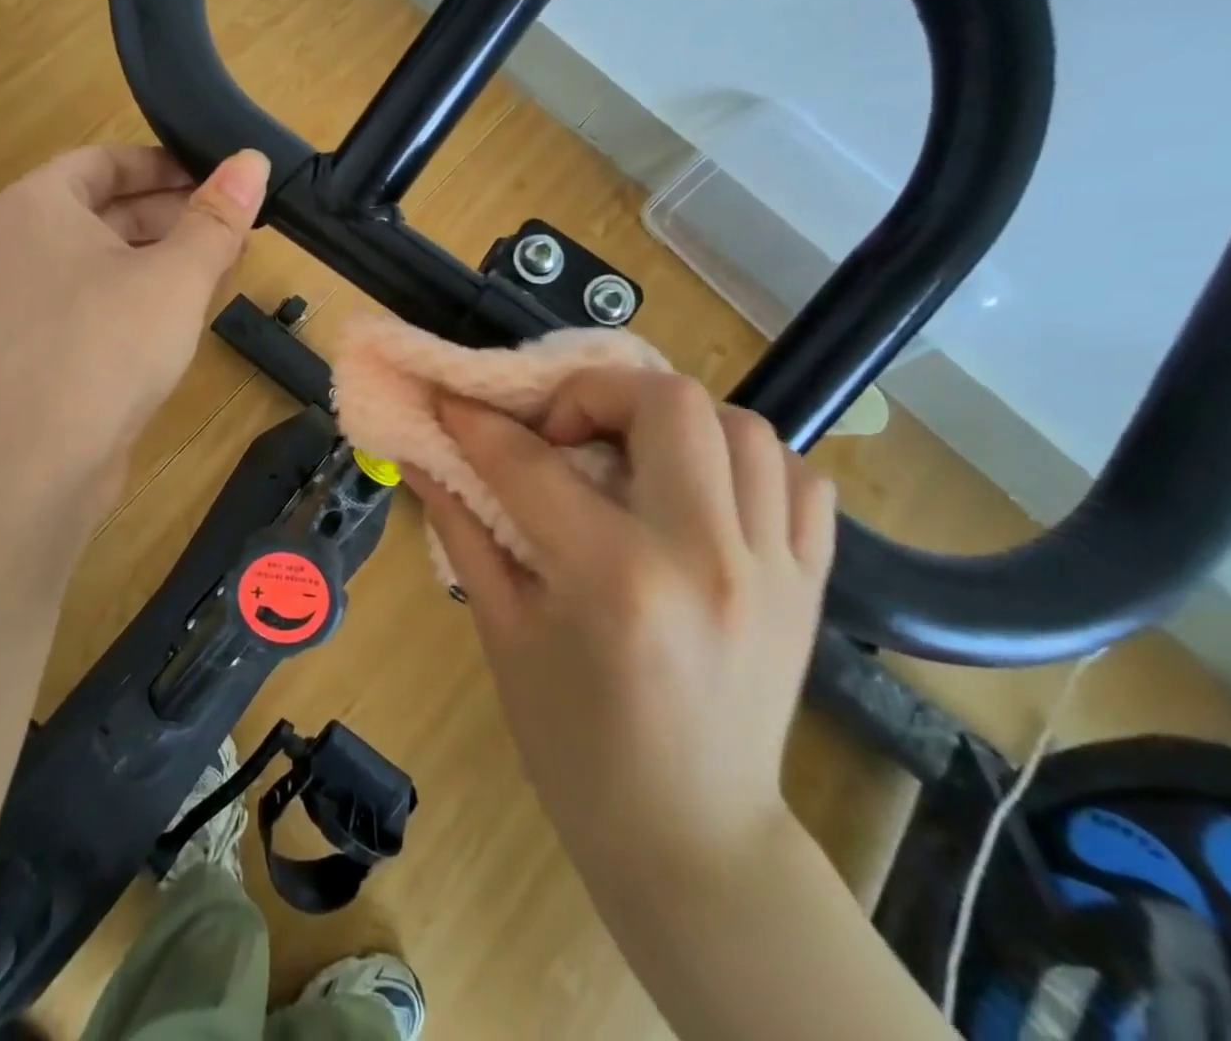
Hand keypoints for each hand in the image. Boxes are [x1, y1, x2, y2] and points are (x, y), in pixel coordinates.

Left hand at [0, 144, 268, 525]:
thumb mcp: (175, 275)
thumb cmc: (105, 346)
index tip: (223, 178)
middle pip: (112, 208)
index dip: (168, 163)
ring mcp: (36, 299)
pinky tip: (193, 311)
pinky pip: (106, 300)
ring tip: (230, 263)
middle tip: (241, 224)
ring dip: (170, 257)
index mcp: (41, 204)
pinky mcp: (51, 347)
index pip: (108, 160)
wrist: (35, 465)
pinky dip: (149, 296)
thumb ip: (217, 217)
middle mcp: (28, 243)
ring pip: (113, 258)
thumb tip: (253, 160)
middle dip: (179, 213)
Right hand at [410, 370, 836, 896]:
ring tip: (629, 452)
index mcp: (614, 580)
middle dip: (595, 391)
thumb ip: (463, 529)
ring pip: (742, 426)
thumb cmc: (574, 744)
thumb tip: (420, 458)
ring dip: (672, 420)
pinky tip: (700, 486)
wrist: (691, 837)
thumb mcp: (504, 632)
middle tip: (560, 428)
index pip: (532, 465)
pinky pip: (801, 476)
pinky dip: (745, 460)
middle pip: (667, 404)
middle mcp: (704, 556)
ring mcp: (772, 567)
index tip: (453, 403)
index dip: (479, 424)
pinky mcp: (811, 583)